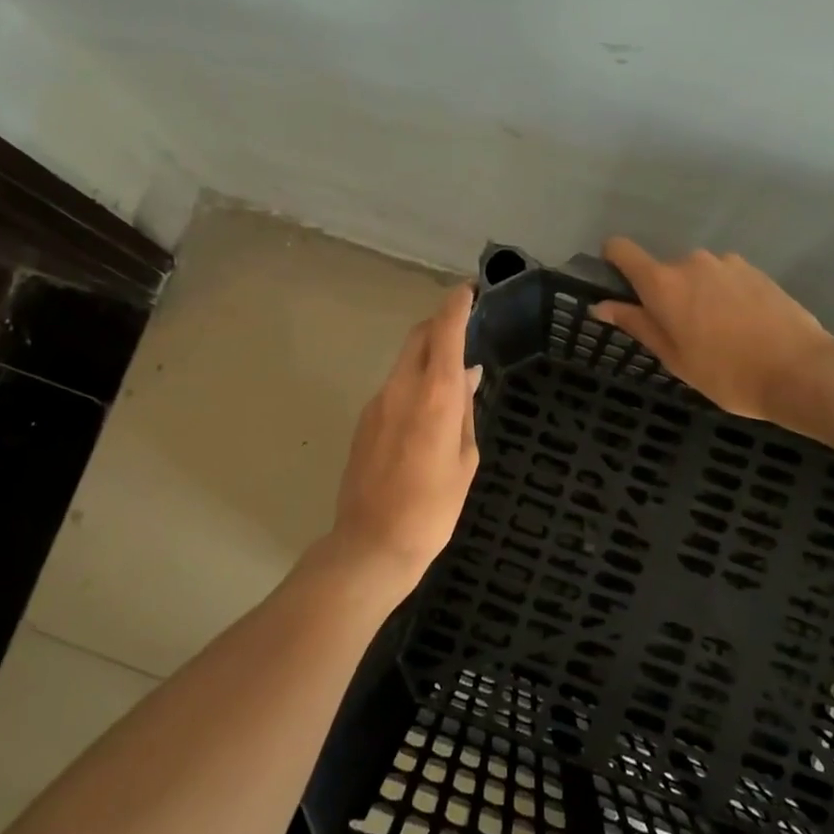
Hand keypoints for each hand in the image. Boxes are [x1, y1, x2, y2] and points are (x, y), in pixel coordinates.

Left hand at [330, 284, 482, 585]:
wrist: (372, 544)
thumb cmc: (433, 508)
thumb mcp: (465, 460)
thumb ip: (465, 411)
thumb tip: (468, 376)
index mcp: (433, 396)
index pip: (444, 332)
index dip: (456, 305)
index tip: (468, 290)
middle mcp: (400, 388)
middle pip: (418, 337)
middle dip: (439, 322)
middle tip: (464, 323)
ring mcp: (377, 403)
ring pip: (404, 361)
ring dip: (427, 353)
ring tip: (452, 369)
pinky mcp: (364, 420)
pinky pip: (394, 386)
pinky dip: (413, 379)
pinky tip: (428, 404)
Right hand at [593, 238, 833, 423]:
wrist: (799, 370)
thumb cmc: (726, 373)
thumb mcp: (674, 357)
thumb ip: (637, 324)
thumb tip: (601, 306)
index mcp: (664, 283)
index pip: (622, 250)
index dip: (612, 261)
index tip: (617, 285)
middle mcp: (692, 262)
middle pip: (663, 271)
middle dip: (664, 296)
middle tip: (681, 334)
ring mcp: (727, 262)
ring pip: (696, 275)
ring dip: (696, 296)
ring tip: (717, 334)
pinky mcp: (755, 269)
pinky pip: (723, 278)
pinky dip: (723, 296)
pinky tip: (742, 327)